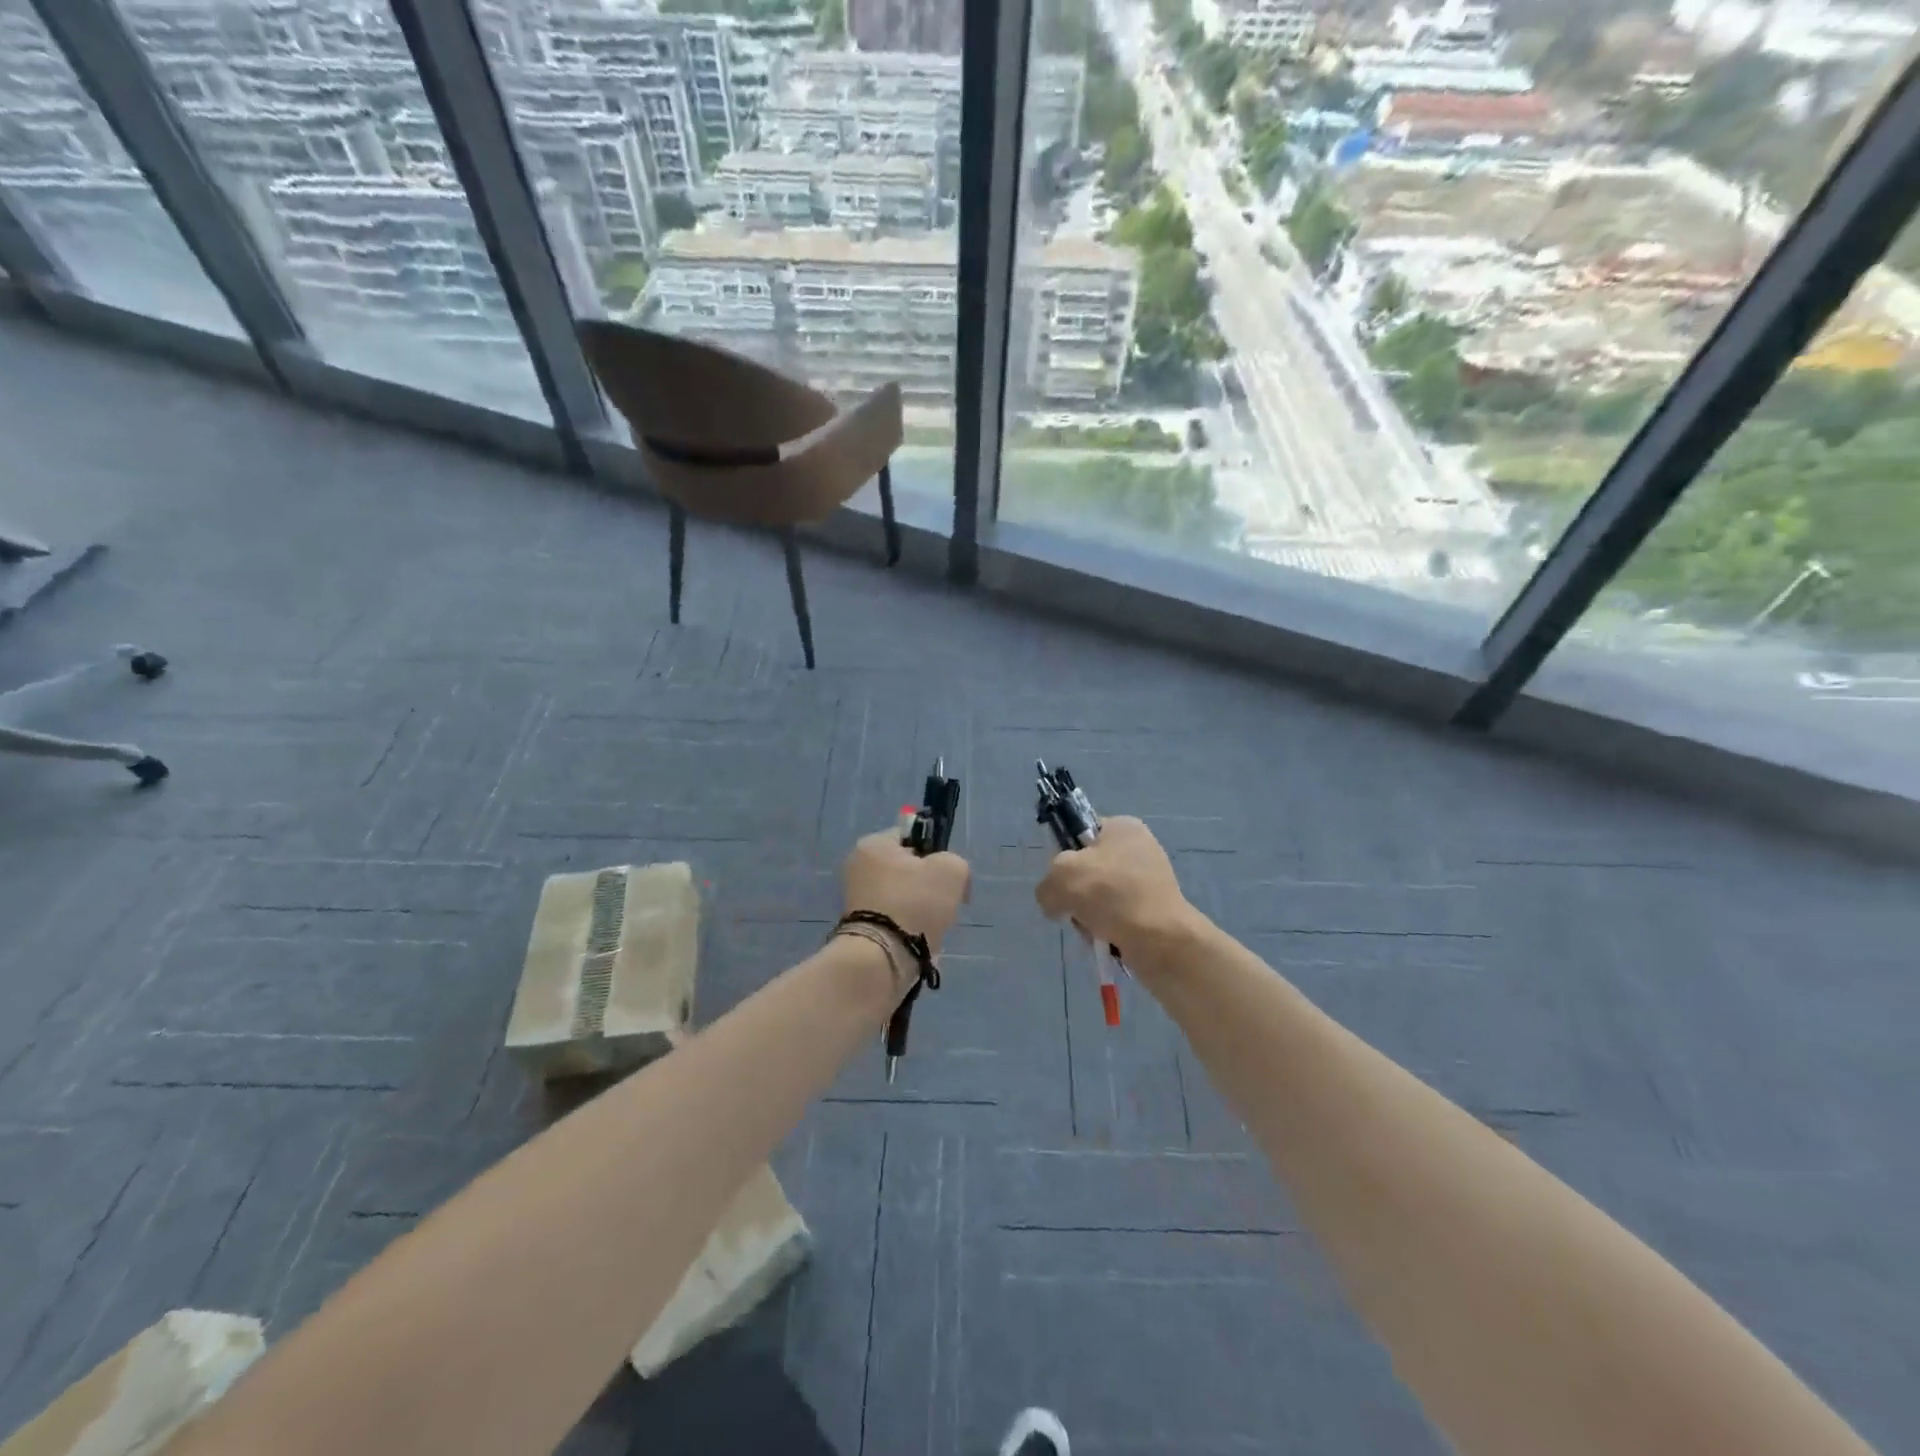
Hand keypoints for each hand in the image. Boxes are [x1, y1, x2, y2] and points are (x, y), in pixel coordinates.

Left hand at [842, 826, 969, 959]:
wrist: (882, 958)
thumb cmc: (915, 903)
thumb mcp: (951, 870)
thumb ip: (955, 862)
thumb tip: (948, 878)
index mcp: (873, 844)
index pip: (913, 837)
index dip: (936, 854)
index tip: (947, 877)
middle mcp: (858, 867)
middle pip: (908, 870)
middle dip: (928, 887)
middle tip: (942, 904)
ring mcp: (855, 899)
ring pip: (903, 897)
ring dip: (920, 910)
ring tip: (930, 927)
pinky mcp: (858, 927)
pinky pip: (893, 920)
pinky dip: (908, 928)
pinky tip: (917, 940)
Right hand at [1034, 816, 1197, 964]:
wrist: (1160, 939)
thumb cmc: (1110, 894)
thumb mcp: (1060, 877)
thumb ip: (1046, 884)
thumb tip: (1054, 902)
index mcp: (1122, 827)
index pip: (1080, 833)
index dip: (1064, 855)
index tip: (1061, 877)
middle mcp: (1140, 848)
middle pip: (1088, 869)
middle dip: (1075, 893)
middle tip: (1075, 908)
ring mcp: (1150, 880)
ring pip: (1100, 897)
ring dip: (1088, 915)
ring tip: (1092, 928)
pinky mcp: (1156, 910)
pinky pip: (1117, 917)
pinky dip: (1106, 929)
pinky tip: (1106, 939)